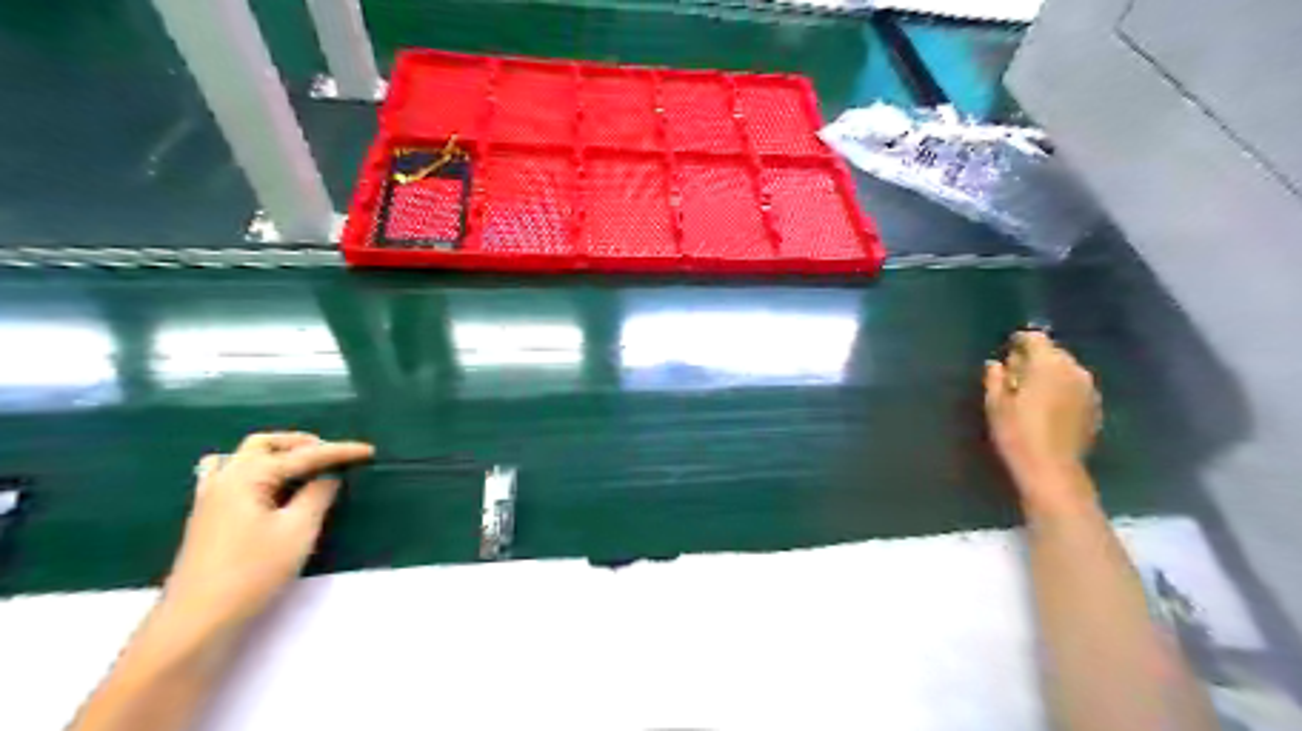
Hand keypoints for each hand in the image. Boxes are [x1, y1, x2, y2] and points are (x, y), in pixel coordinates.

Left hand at [159, 434, 372, 638]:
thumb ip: (318, 495)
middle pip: (264, 444)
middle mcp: (225, 479)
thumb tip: (328, 476)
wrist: (197, 620)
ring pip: (242, 457)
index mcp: (248, 477)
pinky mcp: (207, 517)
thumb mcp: (298, 530)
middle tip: (331, 455)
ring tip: (301, 467)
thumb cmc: (252, 571)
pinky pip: (227, 475)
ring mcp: (210, 498)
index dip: (339, 452)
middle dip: (301, 444)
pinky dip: (254, 470)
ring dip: (275, 454)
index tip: (369, 451)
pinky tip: (266, 487)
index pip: (303, 456)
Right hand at [988, 332, 1095, 495]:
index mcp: (1048, 364)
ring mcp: (1089, 389)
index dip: (1019, 341)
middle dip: (1035, 357)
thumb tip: (996, 363)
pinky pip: (1075, 387)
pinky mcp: (1095, 407)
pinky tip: (1048, 405)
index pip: (1035, 338)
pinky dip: (1061, 389)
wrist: (1052, 470)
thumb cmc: (1017, 433)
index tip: (1005, 350)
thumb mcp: (996, 403)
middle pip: (1053, 352)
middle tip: (1014, 373)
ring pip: (1066, 369)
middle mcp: (1074, 370)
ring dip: (1049, 373)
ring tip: (1031, 389)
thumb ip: (996, 377)